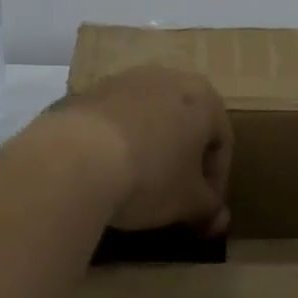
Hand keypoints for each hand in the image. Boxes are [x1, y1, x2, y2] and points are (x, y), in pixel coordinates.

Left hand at [57, 66, 232, 234]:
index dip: (216, 181)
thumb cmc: (149, 176)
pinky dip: (118, 142)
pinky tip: (107, 171)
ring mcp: (125, 80)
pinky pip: (116, 120)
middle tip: (176, 195)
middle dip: (184, 159)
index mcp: (203, 97)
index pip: (222, 141)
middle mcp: (168, 78)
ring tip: (137, 183)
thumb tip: (220, 220)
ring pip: (150, 118)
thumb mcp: (187, 202)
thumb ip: (209, 208)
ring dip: (151, 147)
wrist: (75, 157)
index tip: (203, 210)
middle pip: (186, 123)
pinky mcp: (89, 91)